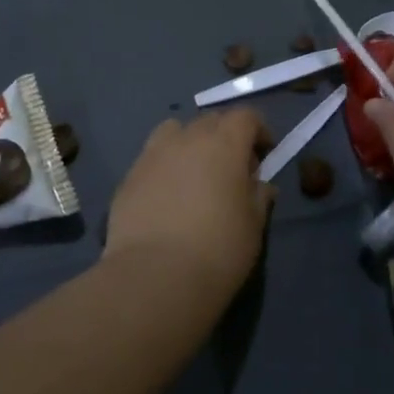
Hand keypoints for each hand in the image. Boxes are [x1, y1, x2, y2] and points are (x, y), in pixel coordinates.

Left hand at [104, 110, 274, 300]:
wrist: (155, 276)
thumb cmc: (218, 250)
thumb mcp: (253, 226)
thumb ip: (258, 196)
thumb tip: (259, 185)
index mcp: (224, 143)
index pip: (245, 117)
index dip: (258, 130)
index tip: (264, 154)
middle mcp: (187, 138)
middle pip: (211, 120)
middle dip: (226, 136)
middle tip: (233, 169)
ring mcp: (153, 154)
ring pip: (175, 131)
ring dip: (190, 143)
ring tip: (195, 175)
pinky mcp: (129, 176)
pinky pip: (153, 158)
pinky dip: (165, 166)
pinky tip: (168, 197)